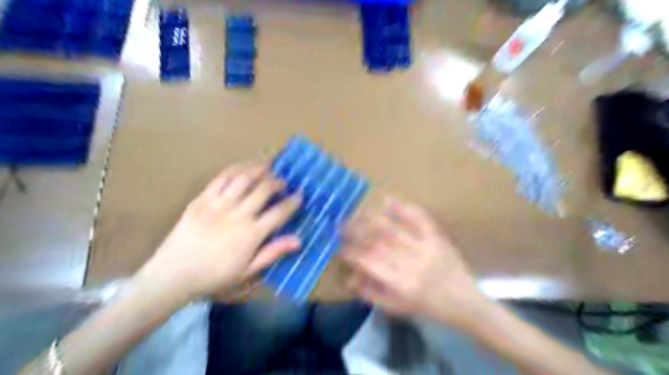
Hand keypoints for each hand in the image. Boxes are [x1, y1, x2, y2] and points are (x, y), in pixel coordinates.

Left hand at [139, 163, 300, 300]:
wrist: (173, 275)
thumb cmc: (214, 276)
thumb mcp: (248, 271)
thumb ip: (273, 252)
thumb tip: (298, 240)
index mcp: (251, 234)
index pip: (279, 212)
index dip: (292, 201)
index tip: (300, 194)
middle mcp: (238, 215)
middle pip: (263, 190)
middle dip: (277, 182)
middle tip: (283, 182)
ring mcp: (218, 205)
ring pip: (243, 179)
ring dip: (259, 170)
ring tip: (268, 166)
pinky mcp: (201, 200)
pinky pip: (220, 179)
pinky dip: (235, 170)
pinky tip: (243, 167)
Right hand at [341, 199, 488, 324]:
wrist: (465, 303)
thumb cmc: (428, 307)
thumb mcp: (398, 308)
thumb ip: (373, 293)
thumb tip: (350, 278)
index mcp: (401, 282)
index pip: (369, 262)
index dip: (351, 252)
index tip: (338, 244)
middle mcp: (411, 262)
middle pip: (378, 243)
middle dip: (357, 232)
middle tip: (341, 222)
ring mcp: (425, 247)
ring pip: (394, 230)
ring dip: (373, 219)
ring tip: (357, 211)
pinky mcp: (437, 238)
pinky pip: (420, 220)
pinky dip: (405, 209)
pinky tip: (389, 200)